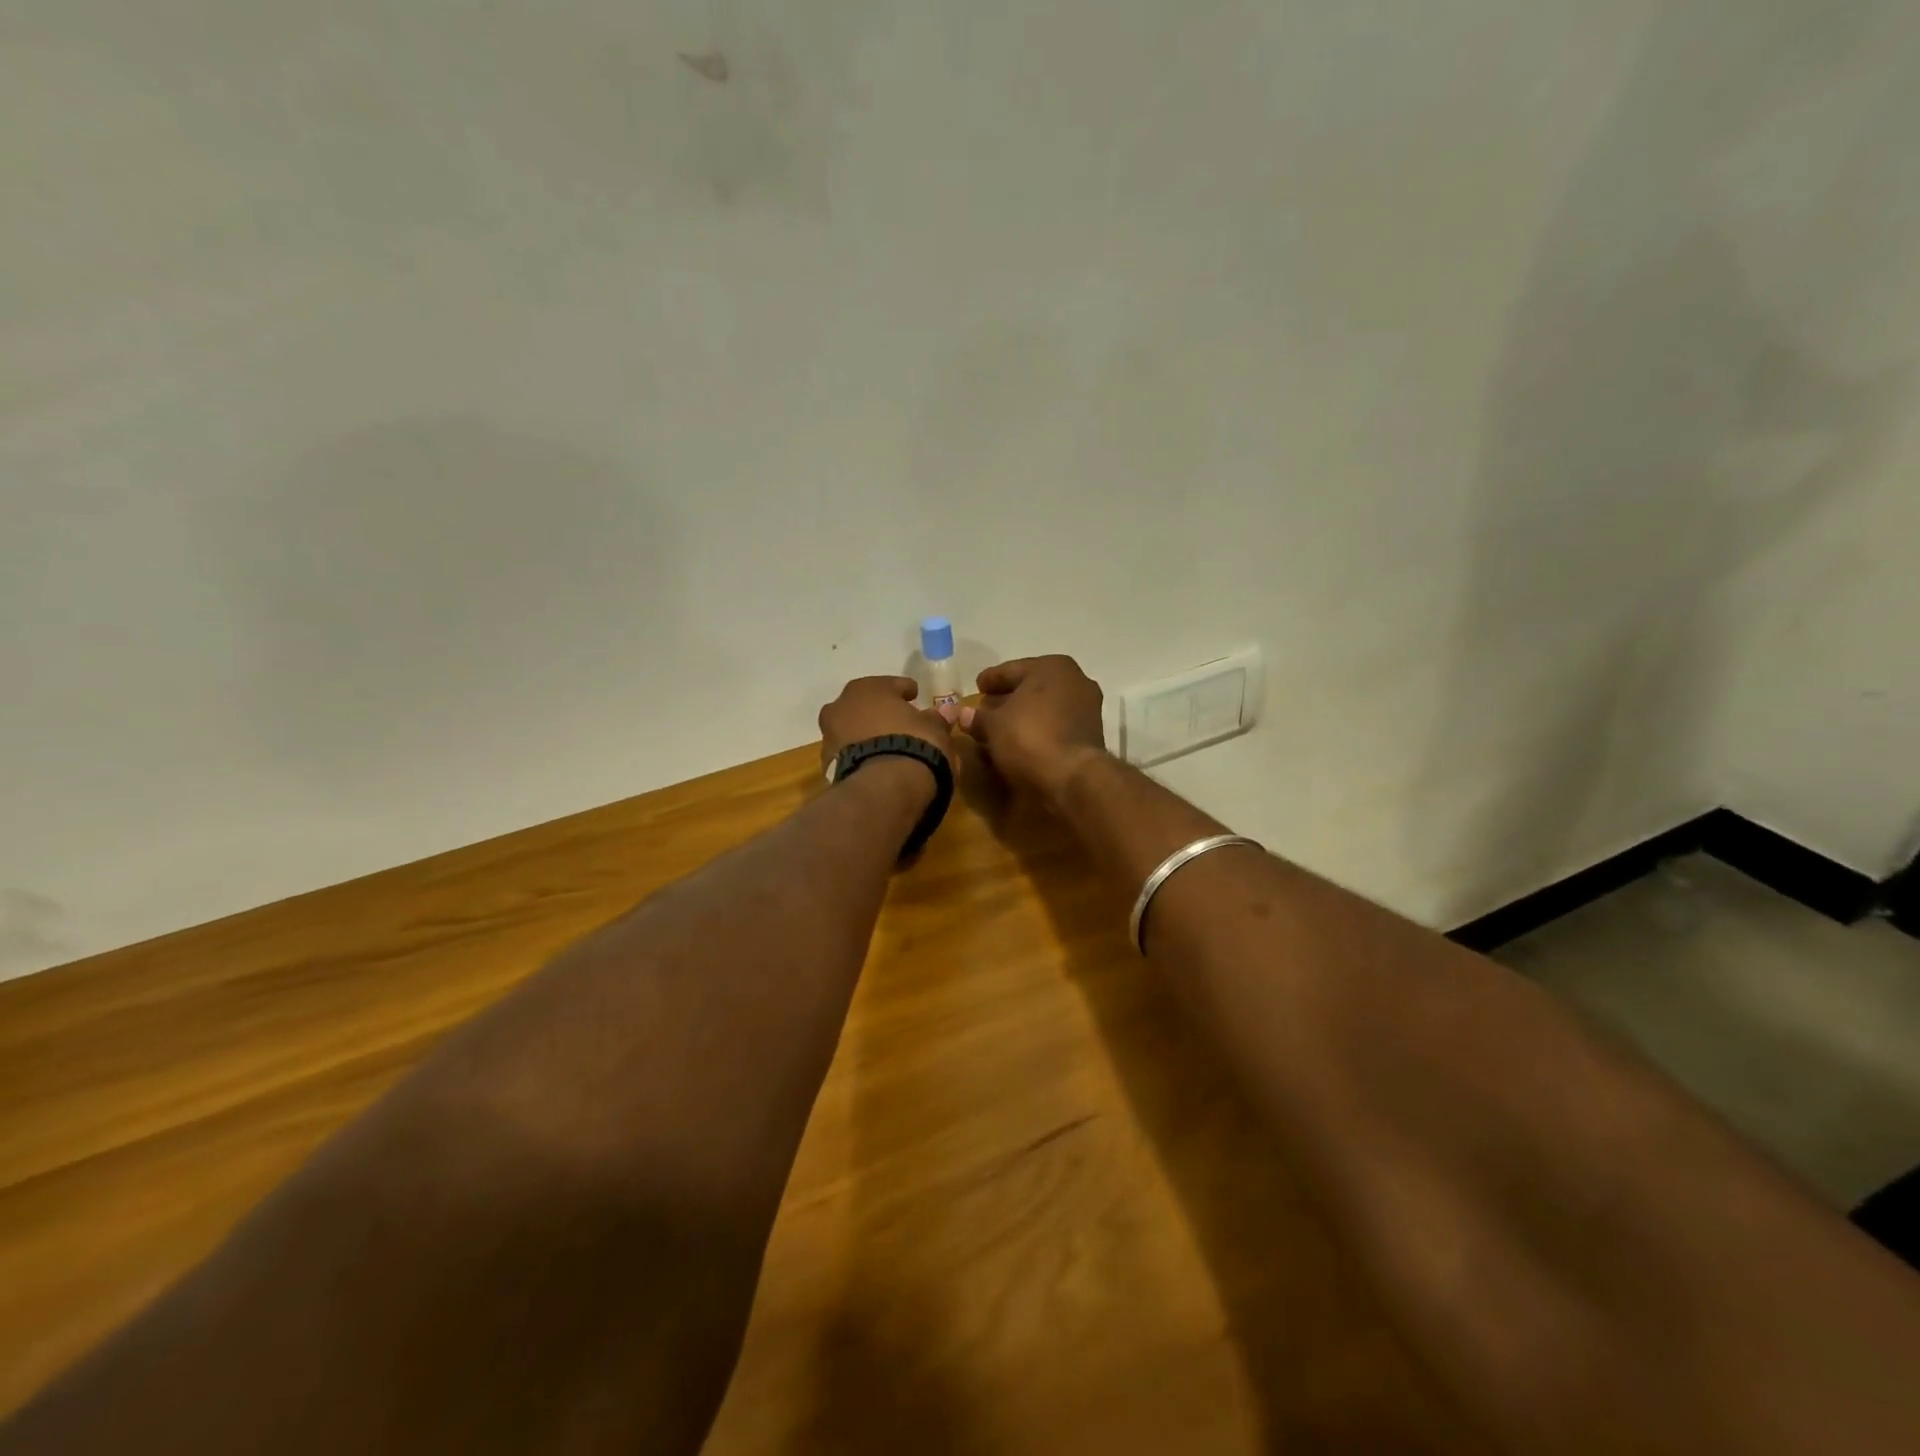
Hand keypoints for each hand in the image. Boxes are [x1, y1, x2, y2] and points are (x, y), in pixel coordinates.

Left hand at [818, 676, 958, 777]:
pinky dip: (859, 755)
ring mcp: (830, 735)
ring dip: (866, 734)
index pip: (892, 684)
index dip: (906, 691)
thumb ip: (938, 718)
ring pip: (851, 729)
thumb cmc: (914, 745)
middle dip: (879, 712)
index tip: (915, 697)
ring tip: (886, 747)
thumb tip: (947, 711)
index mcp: (869, 688)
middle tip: (898, 722)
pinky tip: (874, 765)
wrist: (884, 787)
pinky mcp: (827, 764)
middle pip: (865, 705)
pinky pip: (848, 753)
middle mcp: (842, 705)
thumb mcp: (935, 730)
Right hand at [961, 656, 1106, 805]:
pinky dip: (1037, 732)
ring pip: (1044, 709)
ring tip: (998, 731)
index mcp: (1052, 667)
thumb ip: (978, 717)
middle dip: (1007, 699)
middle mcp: (1075, 681)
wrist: (1073, 778)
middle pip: (1031, 688)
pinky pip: (1055, 727)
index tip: (977, 687)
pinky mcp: (1090, 735)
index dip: (990, 679)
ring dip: (1022, 718)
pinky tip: (1019, 744)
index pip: (1012, 669)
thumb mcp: (993, 725)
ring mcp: (1086, 709)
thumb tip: (964, 715)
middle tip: (984, 710)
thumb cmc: (1029, 737)